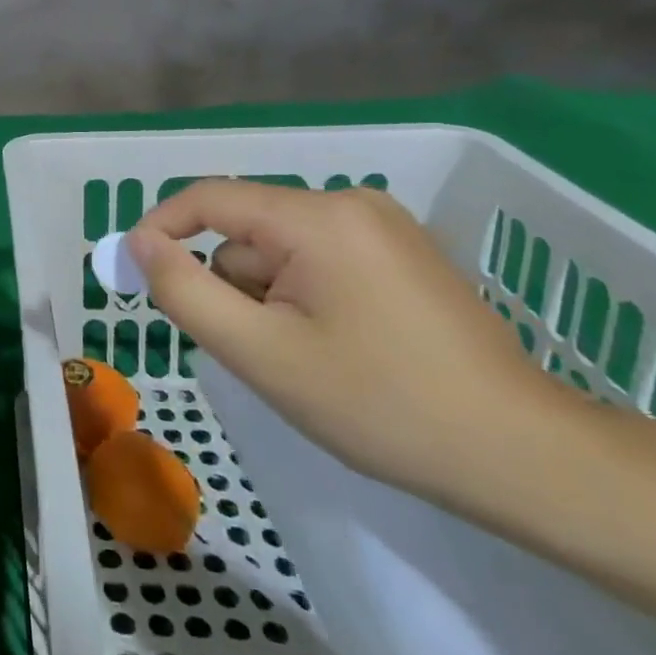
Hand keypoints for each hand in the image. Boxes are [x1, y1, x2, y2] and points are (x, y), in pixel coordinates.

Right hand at [127, 180, 571, 502]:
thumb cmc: (379, 404)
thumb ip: (185, 290)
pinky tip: (335, 347)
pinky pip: (316, 259)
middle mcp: (350, 203)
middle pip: (246, 229)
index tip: (133, 273)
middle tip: (255, 350)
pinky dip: (300, 295)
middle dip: (231, 285)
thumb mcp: (261, 353)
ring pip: (279, 248)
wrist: (522, 456)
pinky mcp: (400, 252)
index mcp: (317, 218)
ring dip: (267, 296)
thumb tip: (140, 243)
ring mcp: (382, 225)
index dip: (159, 228)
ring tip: (304, 357)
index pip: (208, 198)